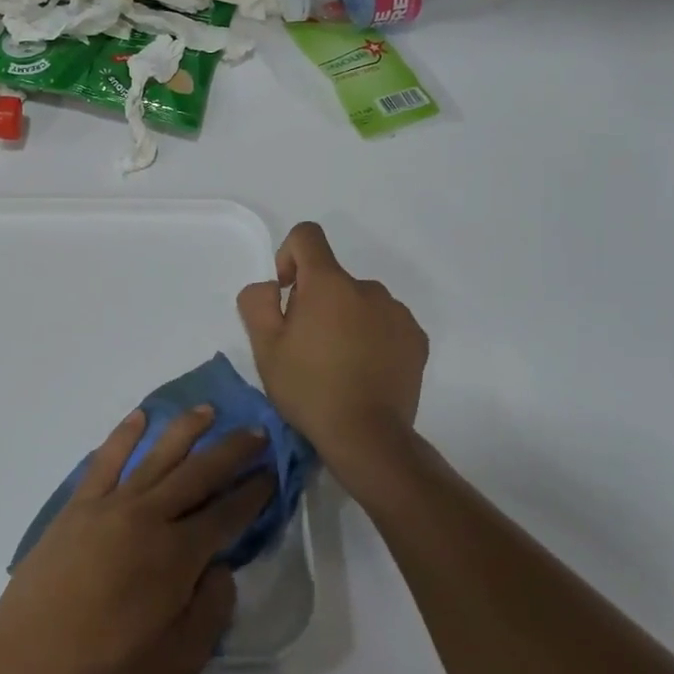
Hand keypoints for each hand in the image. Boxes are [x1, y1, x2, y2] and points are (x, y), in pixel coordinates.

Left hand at [0, 406, 273, 673]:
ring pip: (156, 456)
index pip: (227, 514)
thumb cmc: (107, 671)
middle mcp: (149, 517)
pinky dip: (124, 435)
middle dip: (231, 451)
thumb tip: (221, 568)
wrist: (26, 664)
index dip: (253, 492)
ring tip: (208, 411)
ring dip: (185, 430)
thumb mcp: (180, 661)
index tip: (272, 472)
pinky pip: (105, 460)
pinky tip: (139, 417)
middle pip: (198, 473)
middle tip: (256, 432)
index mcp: (178, 555)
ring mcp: (110, 505)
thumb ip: (211, 610)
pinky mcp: (78, 506)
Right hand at [237, 222, 428, 467]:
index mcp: (328, 284)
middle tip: (305, 346)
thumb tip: (272, 286)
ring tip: (337, 363)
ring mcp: (397, 313)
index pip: (307, 236)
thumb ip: (257, 301)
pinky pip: (385, 322)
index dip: (288, 255)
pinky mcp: (416, 338)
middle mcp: (367, 288)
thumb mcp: (264, 347)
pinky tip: (363, 371)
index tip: (286, 294)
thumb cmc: (308, 388)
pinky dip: (371, 336)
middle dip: (315, 300)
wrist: (367, 436)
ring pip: (359, 301)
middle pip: (332, 277)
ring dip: (344, 318)